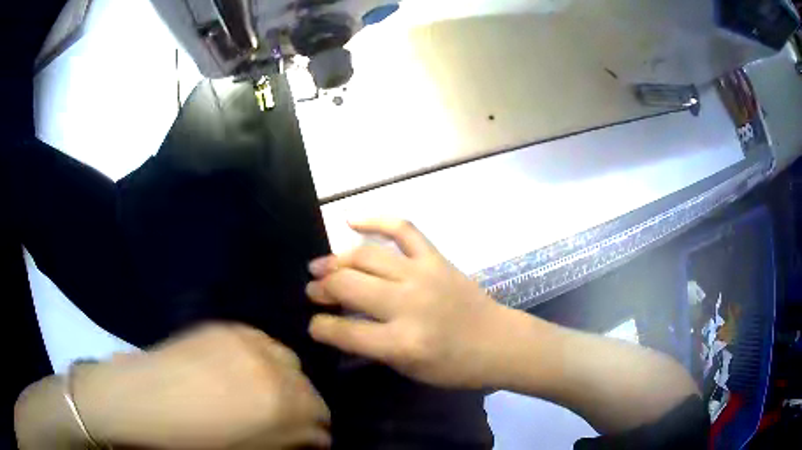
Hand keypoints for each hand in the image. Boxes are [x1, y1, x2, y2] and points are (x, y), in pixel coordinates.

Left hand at [77, 323, 330, 448]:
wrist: (144, 400)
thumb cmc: (196, 439)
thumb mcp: (251, 449)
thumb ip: (289, 440)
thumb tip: (315, 437)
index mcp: (280, 404)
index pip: (319, 412)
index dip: (319, 426)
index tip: (315, 435)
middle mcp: (270, 367)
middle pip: (306, 384)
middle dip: (306, 403)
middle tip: (292, 416)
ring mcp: (246, 342)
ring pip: (288, 359)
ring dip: (288, 378)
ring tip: (270, 391)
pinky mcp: (226, 328)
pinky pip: (262, 340)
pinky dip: (266, 356)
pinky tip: (251, 368)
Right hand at [306, 219, 513, 388]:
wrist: (499, 342)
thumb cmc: (455, 366)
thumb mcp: (408, 369)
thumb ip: (372, 346)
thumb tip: (339, 321)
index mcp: (402, 343)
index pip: (344, 332)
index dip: (320, 327)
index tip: (313, 323)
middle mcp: (408, 304)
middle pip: (349, 285)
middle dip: (322, 287)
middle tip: (313, 290)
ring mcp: (423, 275)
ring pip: (366, 256)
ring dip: (336, 259)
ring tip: (320, 266)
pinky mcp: (436, 258)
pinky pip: (403, 228)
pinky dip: (375, 219)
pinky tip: (350, 221)